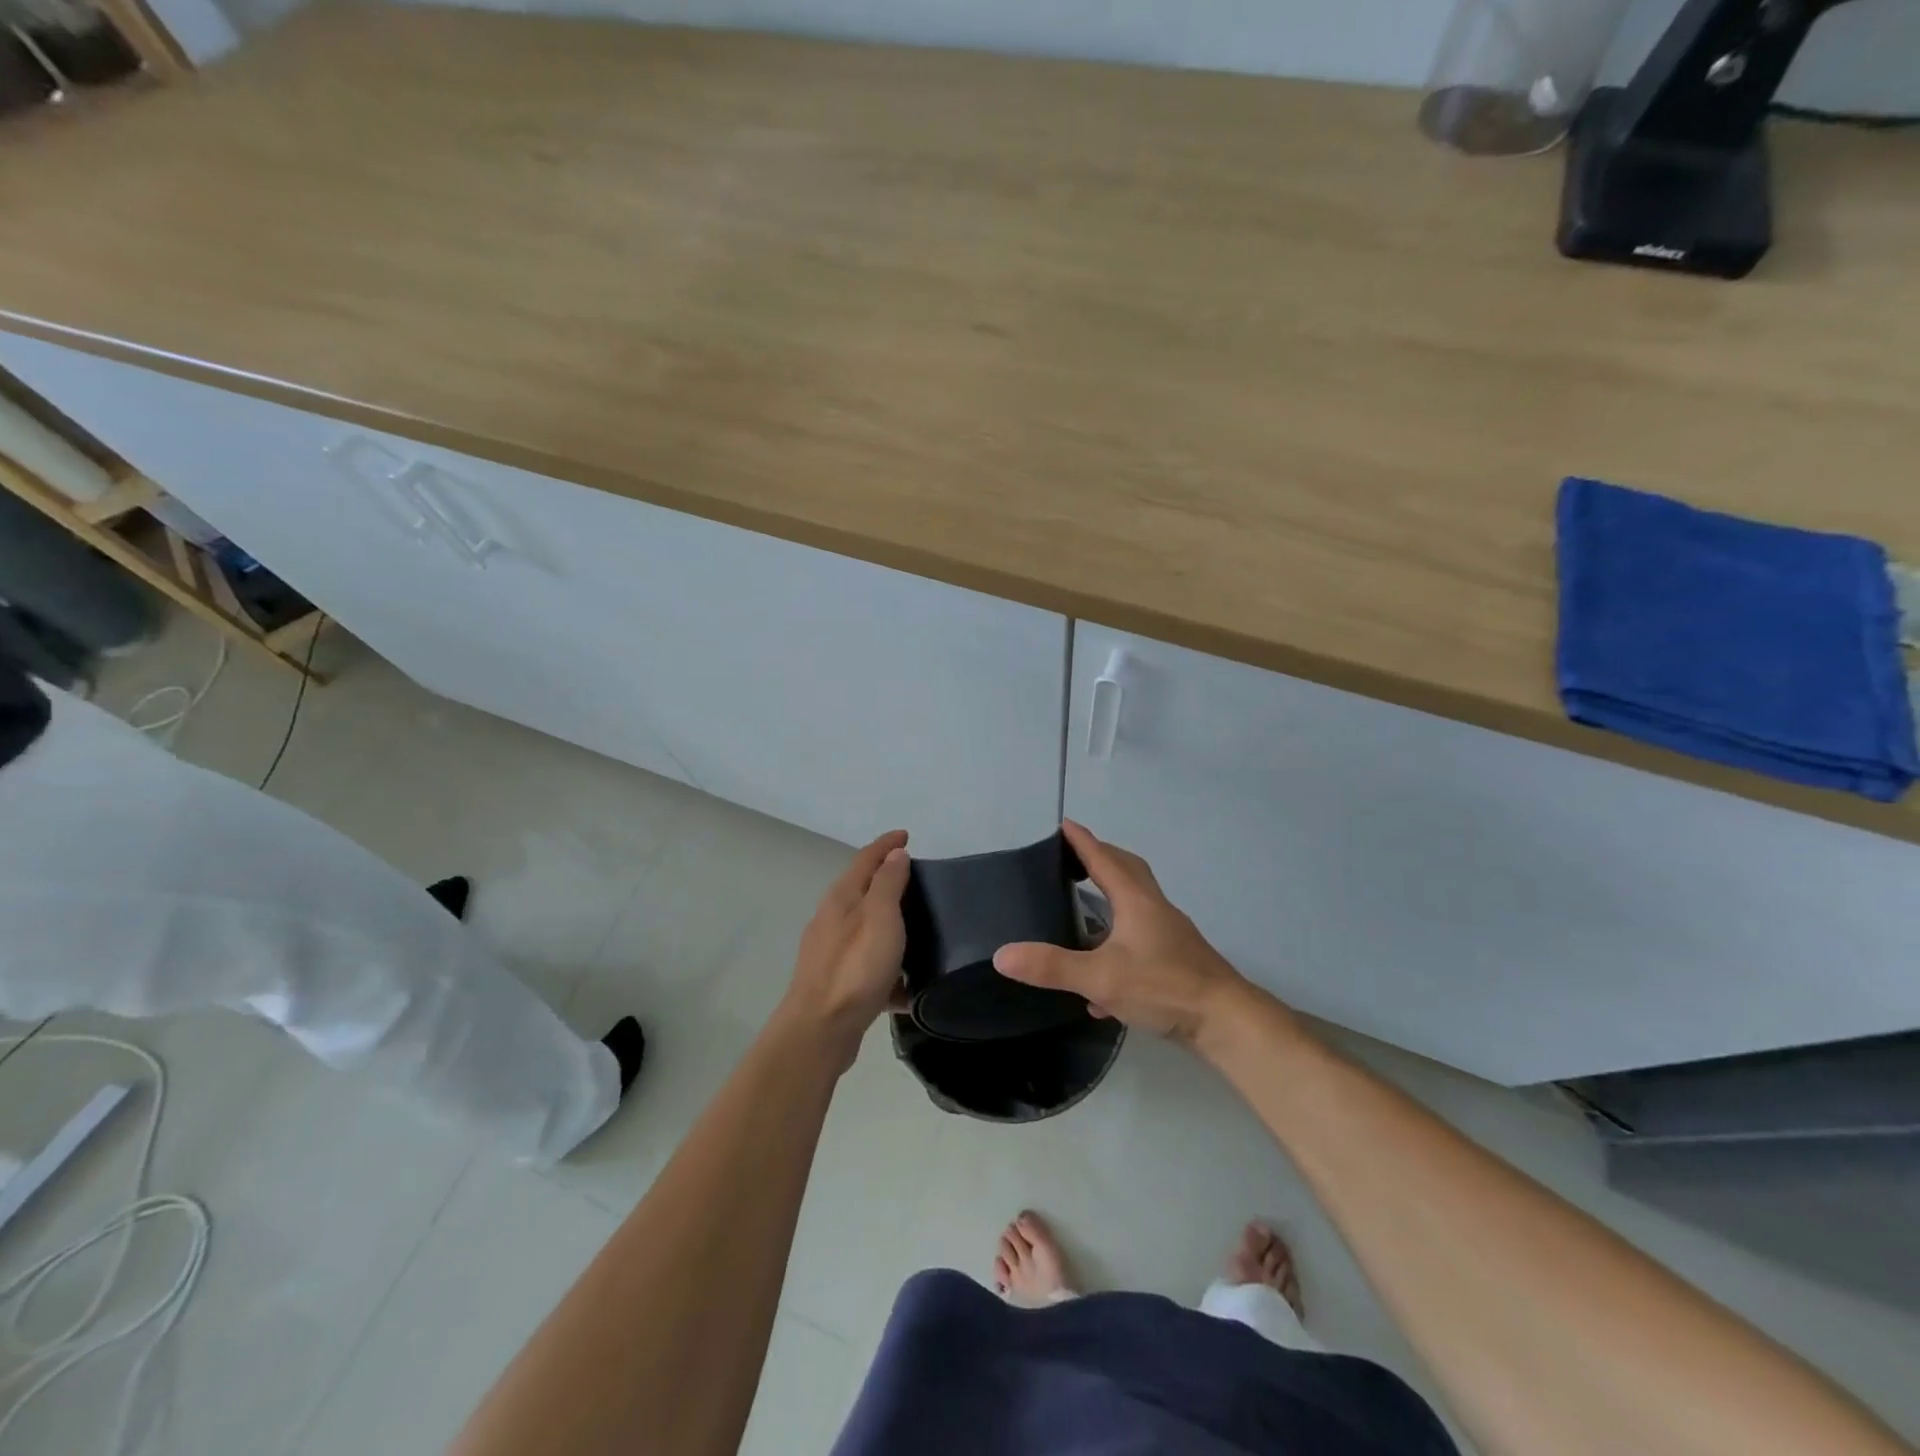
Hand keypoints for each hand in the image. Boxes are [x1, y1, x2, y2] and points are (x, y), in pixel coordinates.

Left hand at [781, 830, 910, 1060]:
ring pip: (867, 930)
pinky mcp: (838, 984)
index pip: (866, 859)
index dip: (887, 844)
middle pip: (863, 891)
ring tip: (920, 931)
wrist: (821, 1029)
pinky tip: (909, 986)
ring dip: (889, 925)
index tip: (907, 834)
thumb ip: (888, 883)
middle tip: (918, 880)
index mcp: (842, 898)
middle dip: (888, 882)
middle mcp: (832, 920)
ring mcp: (832, 953)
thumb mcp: (881, 916)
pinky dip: (888, 968)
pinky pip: (869, 967)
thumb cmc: (855, 967)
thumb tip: (895, 854)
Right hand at [994, 821, 1249, 1047]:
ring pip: (1137, 902)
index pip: (1103, 859)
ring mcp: (1169, 933)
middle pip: (1127, 870)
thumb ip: (1051, 967)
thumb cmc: (1163, 986)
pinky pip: (1141, 936)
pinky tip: (1102, 976)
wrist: (1224, 1021)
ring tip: (1086, 903)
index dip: (1082, 841)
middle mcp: (1154, 908)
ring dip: (1112, 894)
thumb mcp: (1100, 978)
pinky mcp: (1176, 959)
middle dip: (1101, 858)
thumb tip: (1001, 955)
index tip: (1064, 823)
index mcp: (1136, 901)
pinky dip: (1119, 939)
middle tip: (1073, 857)